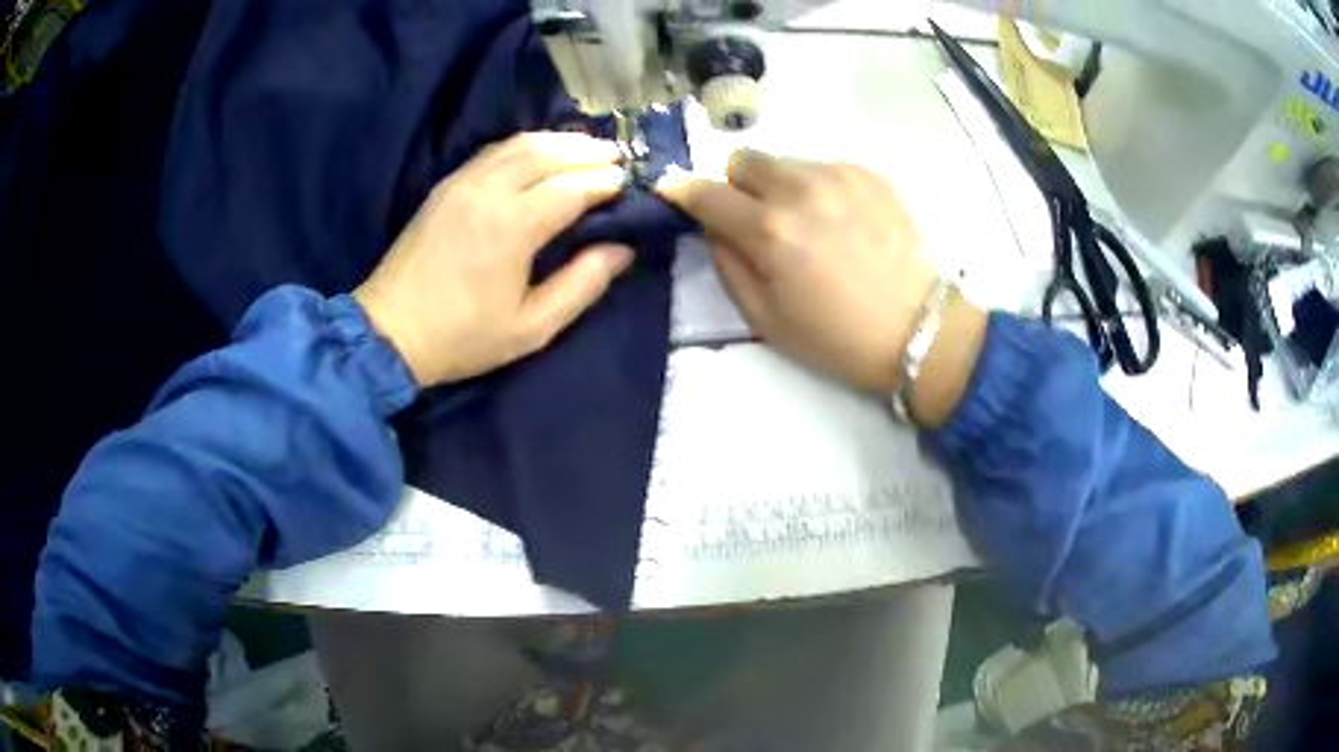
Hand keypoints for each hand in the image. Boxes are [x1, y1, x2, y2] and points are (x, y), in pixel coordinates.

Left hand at [355, 132, 632, 387]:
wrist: (389, 332)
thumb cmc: (463, 337)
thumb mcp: (531, 328)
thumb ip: (581, 285)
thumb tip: (621, 249)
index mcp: (513, 226)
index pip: (573, 187)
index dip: (606, 182)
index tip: (631, 185)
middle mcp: (489, 191)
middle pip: (548, 152)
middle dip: (589, 152)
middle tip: (619, 159)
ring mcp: (463, 183)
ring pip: (520, 144)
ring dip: (559, 142)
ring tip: (588, 150)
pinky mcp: (447, 186)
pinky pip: (494, 151)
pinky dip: (526, 146)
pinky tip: (541, 154)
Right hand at [657, 149, 985, 424]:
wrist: (918, 330)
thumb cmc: (836, 337)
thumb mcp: (765, 318)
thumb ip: (727, 264)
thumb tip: (713, 227)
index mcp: (769, 229)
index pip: (705, 192)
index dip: (682, 192)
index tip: (676, 195)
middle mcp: (800, 188)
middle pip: (743, 159)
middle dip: (738, 185)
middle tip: (757, 220)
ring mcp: (839, 175)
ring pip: (785, 161)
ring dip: (780, 185)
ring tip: (809, 224)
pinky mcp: (869, 174)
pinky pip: (823, 167)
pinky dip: (818, 188)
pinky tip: (841, 222)